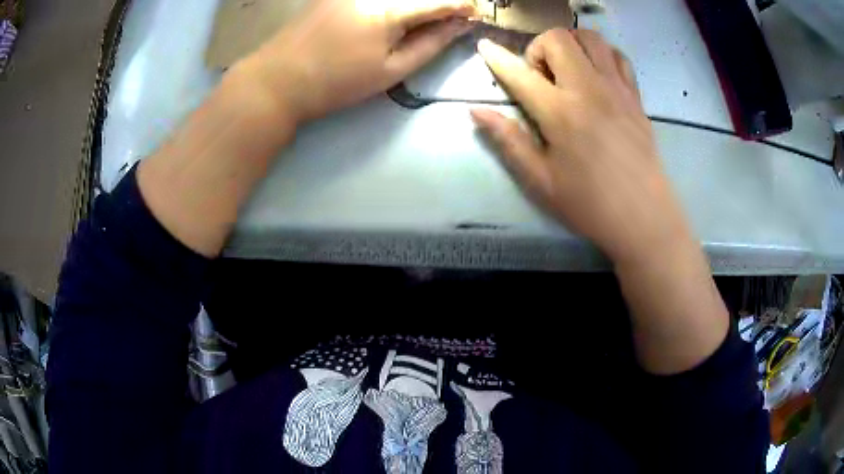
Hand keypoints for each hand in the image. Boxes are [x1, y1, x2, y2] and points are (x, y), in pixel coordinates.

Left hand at [250, 0, 476, 122]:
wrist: (279, 80)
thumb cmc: (337, 82)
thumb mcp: (391, 71)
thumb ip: (430, 44)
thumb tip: (459, 26)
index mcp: (388, 9)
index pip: (437, 1)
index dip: (460, 6)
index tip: (474, 12)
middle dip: (437, 2)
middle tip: (450, 15)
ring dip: (415, 3)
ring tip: (425, 16)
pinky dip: (392, 2)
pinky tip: (395, 13)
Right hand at [471, 29, 690, 263]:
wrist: (644, 218)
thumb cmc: (590, 205)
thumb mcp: (541, 181)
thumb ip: (509, 141)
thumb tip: (477, 112)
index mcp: (561, 113)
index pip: (520, 73)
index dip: (497, 58)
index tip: (484, 46)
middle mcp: (589, 89)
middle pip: (558, 39)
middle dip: (539, 48)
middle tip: (540, 78)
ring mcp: (617, 89)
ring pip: (591, 38)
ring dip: (571, 45)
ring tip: (568, 70)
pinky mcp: (636, 97)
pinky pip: (618, 56)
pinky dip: (602, 55)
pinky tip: (597, 76)